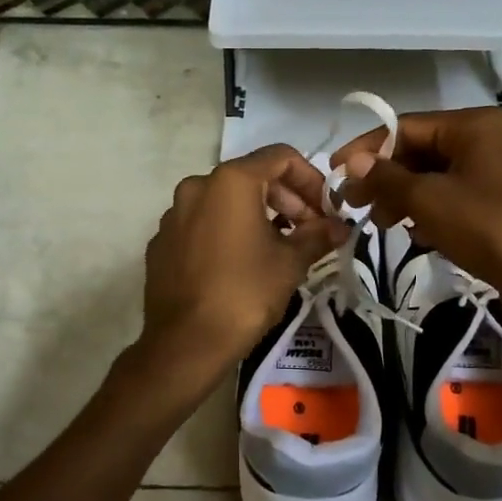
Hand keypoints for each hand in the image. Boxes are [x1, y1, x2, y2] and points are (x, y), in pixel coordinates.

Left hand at [140, 145, 347, 384]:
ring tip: (279, 246)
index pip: (280, 157)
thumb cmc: (245, 294)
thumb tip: (340, 227)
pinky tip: (241, 263)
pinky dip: (226, 231)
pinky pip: (202, 224)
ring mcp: (173, 214)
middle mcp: (197, 186)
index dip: (311, 178)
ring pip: (225, 200)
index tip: (326, 209)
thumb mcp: (290, 263)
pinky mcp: (161, 242)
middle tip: (309, 229)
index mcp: (230, 181)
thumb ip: (317, 235)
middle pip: (252, 176)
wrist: (186, 343)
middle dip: (286, 198)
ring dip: (257, 214)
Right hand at [333, 107, 501, 325]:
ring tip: (381, 224)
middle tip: (355, 204)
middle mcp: (491, 138)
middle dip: (387, 177)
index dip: (367, 149)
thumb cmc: (488, 229)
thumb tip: (354, 162)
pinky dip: (432, 209)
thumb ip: (387, 177)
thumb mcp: (429, 201)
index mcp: (476, 125)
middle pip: (423, 149)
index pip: (407, 126)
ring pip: (438, 175)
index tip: (336, 172)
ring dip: (405, 196)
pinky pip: (457, 194)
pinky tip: (416, 234)